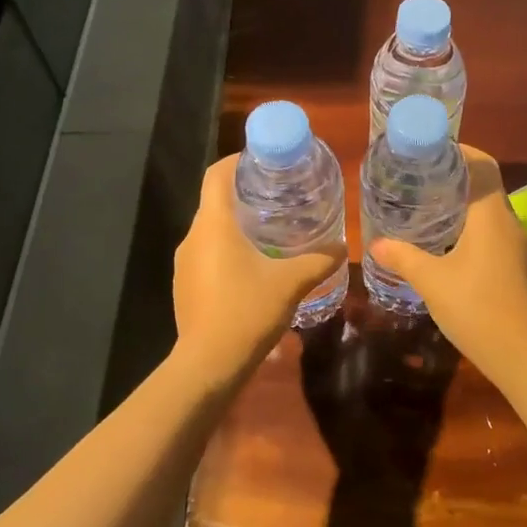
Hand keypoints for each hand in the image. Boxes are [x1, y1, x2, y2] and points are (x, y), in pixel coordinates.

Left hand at [173, 155, 345, 378]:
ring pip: (211, 230)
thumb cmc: (247, 311)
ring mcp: (185, 263)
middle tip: (280, 196)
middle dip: (245, 194)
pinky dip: (228, 250)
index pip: (216, 174)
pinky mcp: (185, 285)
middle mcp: (193, 237)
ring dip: (237, 225)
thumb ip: (319, 260)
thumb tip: (342, 246)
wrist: (208, 365)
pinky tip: (254, 267)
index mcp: (214, 224)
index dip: (238, 161)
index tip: (265, 162)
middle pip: (215, 200)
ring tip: (271, 230)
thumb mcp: (291, 282)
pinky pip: (207, 254)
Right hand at [368, 145, 526, 386]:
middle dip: (457, 176)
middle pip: (486, 184)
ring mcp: (516, 245)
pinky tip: (448, 241)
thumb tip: (376, 245)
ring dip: (464, 202)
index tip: (432, 150)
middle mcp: (508, 222)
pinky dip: (471, 225)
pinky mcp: (516, 265)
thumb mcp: (432, 281)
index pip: (483, 165)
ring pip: (490, 210)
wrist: (523, 354)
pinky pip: (493, 231)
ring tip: (429, 205)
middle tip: (421, 177)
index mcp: (490, 215)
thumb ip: (404, 258)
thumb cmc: (476, 307)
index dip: (460, 151)